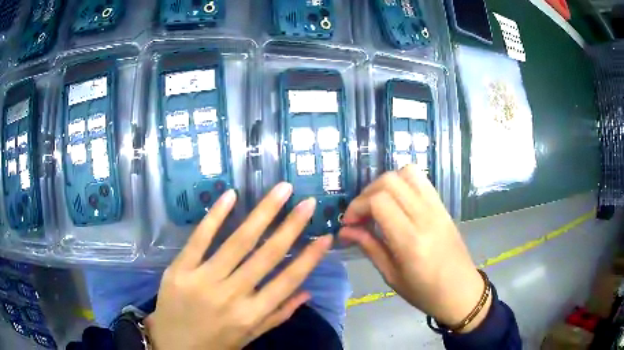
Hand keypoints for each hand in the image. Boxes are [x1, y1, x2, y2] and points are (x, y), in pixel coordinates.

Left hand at [145, 183, 332, 349]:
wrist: (172, 346)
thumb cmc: (214, 344)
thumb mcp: (249, 337)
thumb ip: (277, 316)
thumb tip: (306, 293)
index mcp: (251, 314)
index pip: (287, 281)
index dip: (309, 258)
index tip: (326, 236)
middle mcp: (231, 295)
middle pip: (266, 255)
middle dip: (291, 226)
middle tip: (308, 202)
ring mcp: (203, 280)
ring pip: (237, 242)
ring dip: (262, 213)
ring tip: (281, 190)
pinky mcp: (180, 269)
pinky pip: (199, 239)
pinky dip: (215, 216)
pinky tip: (231, 195)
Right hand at [340, 165, 489, 332]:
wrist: (461, 291)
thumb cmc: (424, 292)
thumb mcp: (391, 276)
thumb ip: (369, 247)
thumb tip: (344, 231)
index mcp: (410, 240)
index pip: (379, 201)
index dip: (357, 207)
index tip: (349, 223)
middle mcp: (425, 217)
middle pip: (390, 181)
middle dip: (367, 193)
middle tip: (361, 215)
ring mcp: (437, 208)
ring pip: (407, 173)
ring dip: (386, 184)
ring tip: (378, 205)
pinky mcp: (443, 206)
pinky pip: (421, 180)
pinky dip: (403, 183)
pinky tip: (397, 203)